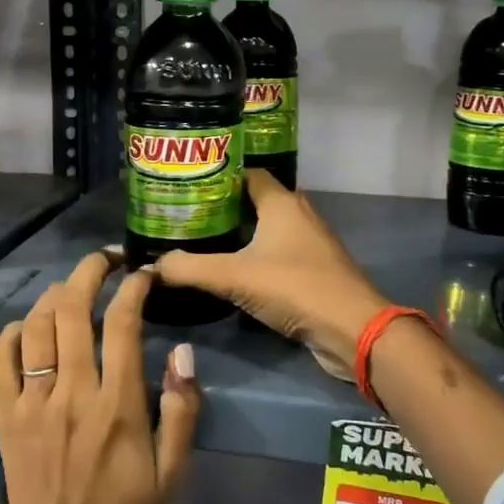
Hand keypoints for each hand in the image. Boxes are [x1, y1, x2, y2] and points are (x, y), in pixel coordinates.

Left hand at [0, 250, 202, 503]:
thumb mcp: (172, 472)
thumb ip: (182, 411)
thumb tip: (182, 352)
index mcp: (116, 405)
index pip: (123, 324)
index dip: (134, 288)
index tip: (144, 274)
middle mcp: (72, 392)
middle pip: (73, 309)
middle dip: (90, 271)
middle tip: (105, 260)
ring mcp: (33, 400)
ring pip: (36, 325)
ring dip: (55, 295)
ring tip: (73, 289)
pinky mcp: (6, 413)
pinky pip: (1, 356)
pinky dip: (13, 331)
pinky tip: (30, 327)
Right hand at [157, 170, 390, 374]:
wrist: (351, 329)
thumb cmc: (294, 287)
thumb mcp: (233, 277)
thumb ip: (190, 269)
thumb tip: (151, 266)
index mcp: (281, 202)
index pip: (245, 174)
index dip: (216, 177)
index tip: (185, 186)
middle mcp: (298, 214)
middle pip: (254, 200)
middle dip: (221, 207)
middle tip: (186, 216)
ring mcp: (309, 242)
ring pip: (266, 228)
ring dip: (239, 234)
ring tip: (201, 241)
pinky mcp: (313, 269)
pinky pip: (277, 252)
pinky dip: (255, 256)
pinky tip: (231, 270)